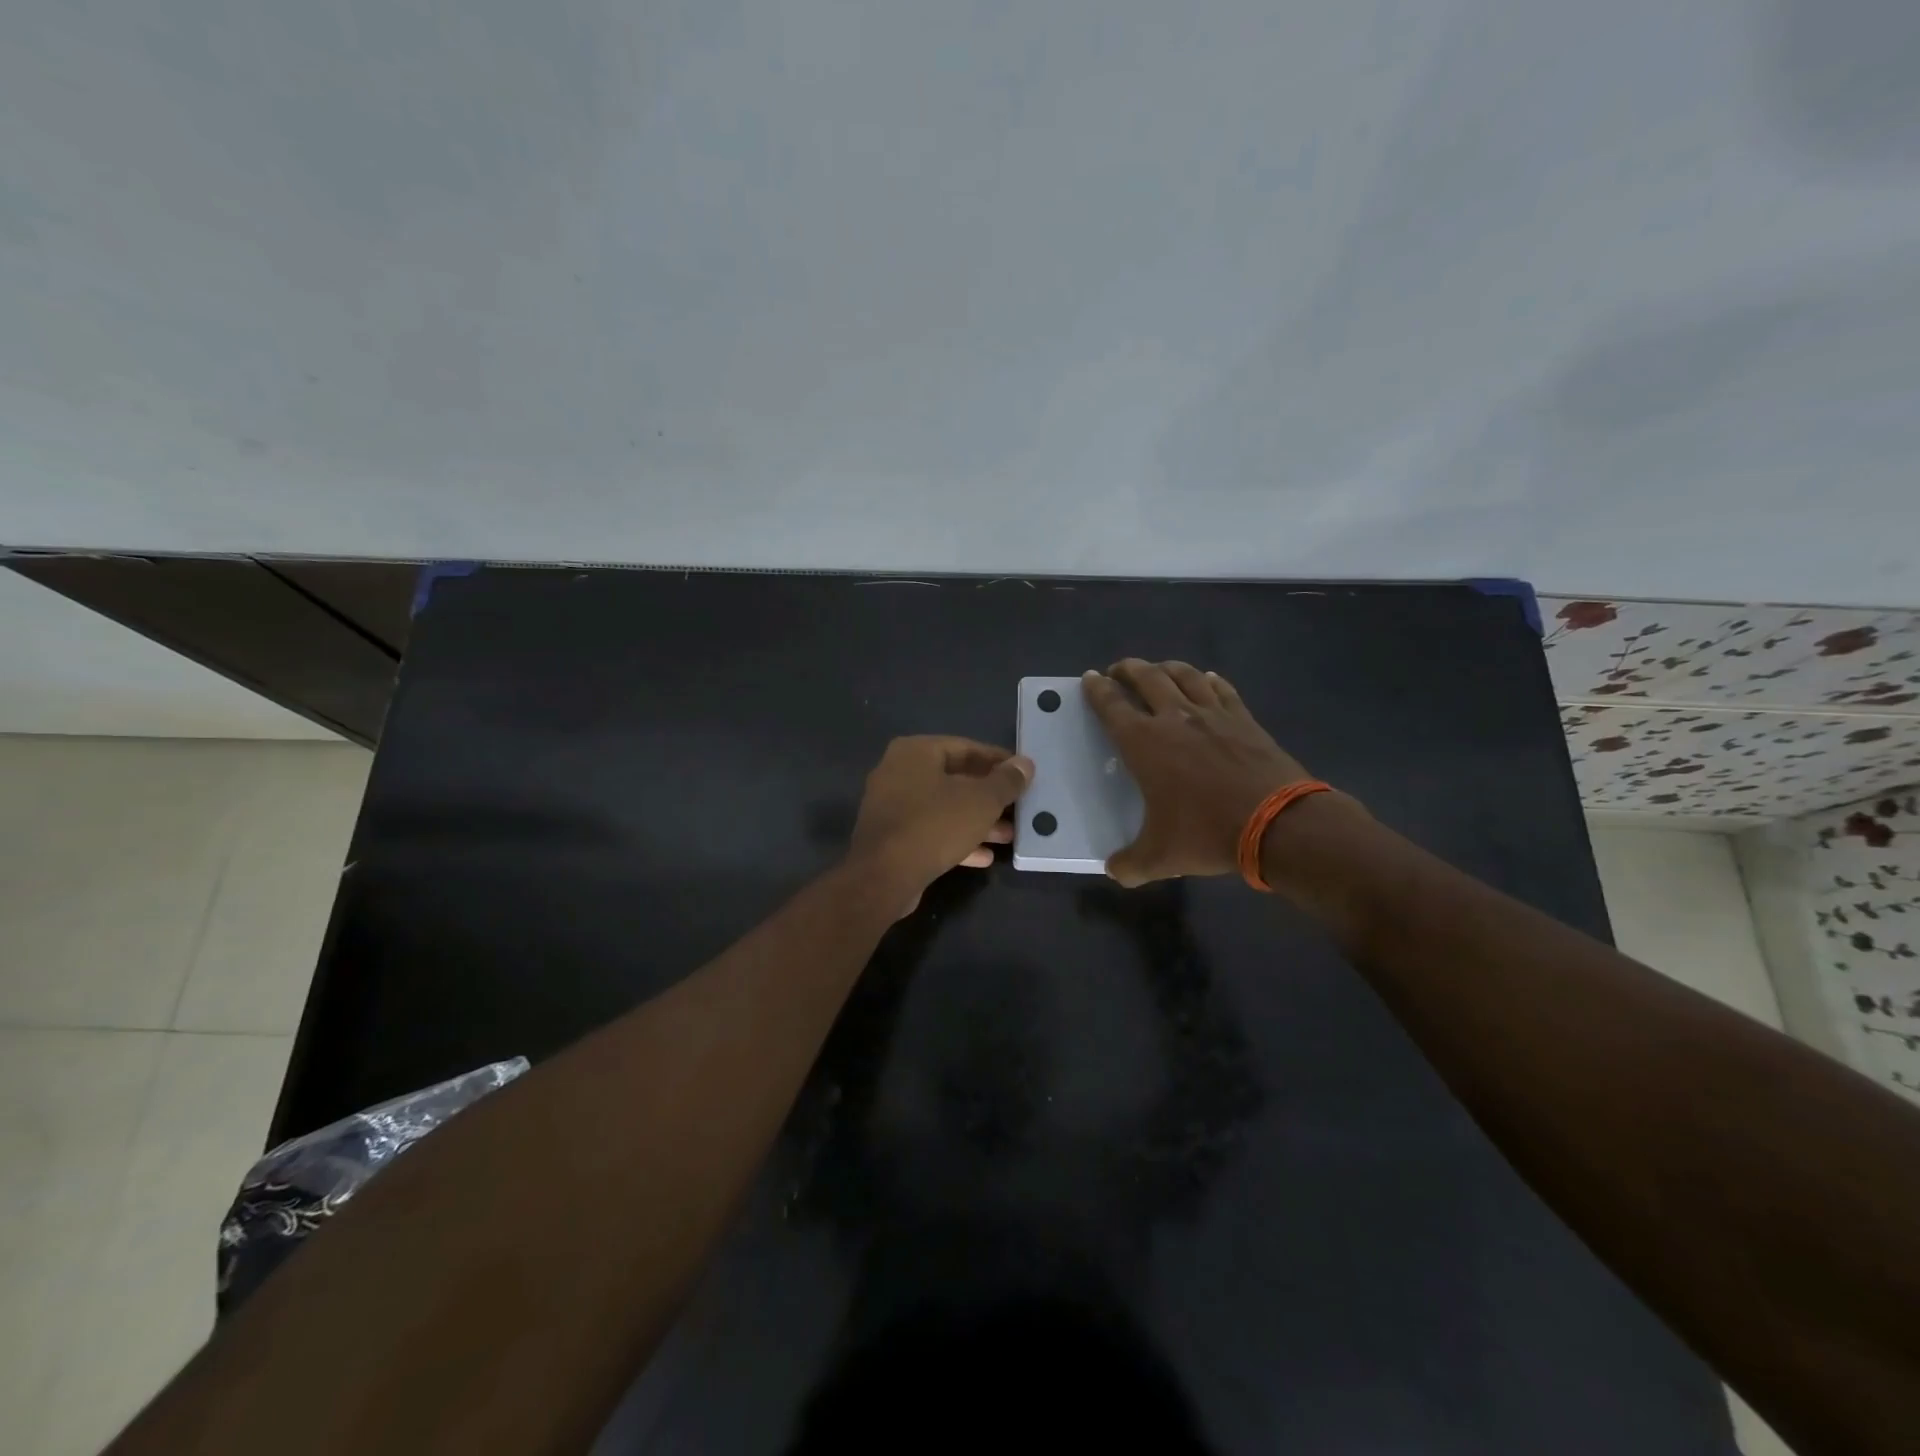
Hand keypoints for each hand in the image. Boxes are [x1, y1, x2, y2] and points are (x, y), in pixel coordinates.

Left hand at [848, 736, 1032, 911]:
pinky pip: (931, 831)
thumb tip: (1025, 764)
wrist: (883, 877)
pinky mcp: (891, 838)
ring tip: (1009, 835)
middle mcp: (898, 772)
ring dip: (977, 821)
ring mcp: (892, 806)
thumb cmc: (935, 825)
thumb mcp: (981, 801)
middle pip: (955, 779)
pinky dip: (957, 839)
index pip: (966, 747)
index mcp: (915, 752)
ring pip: (944, 808)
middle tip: (1019, 808)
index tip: (1023, 774)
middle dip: (989, 796)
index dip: (998, 761)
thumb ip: (1006, 781)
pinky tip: (985, 856)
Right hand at [1082, 660, 1310, 886]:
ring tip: (1158, 669)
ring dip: (1166, 667)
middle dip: (1128, 669)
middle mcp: (1175, 718)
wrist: (1277, 823)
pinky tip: (1207, 680)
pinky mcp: (1244, 719)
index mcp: (1144, 743)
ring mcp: (1213, 714)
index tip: (1090, 678)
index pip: (1112, 705)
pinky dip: (1209, 680)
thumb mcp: (1160, 858)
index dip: (1097, 689)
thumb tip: (1115, 871)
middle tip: (1119, 670)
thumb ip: (1130, 864)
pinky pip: (1222, 689)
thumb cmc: (1208, 833)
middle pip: (1146, 677)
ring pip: (1184, 675)